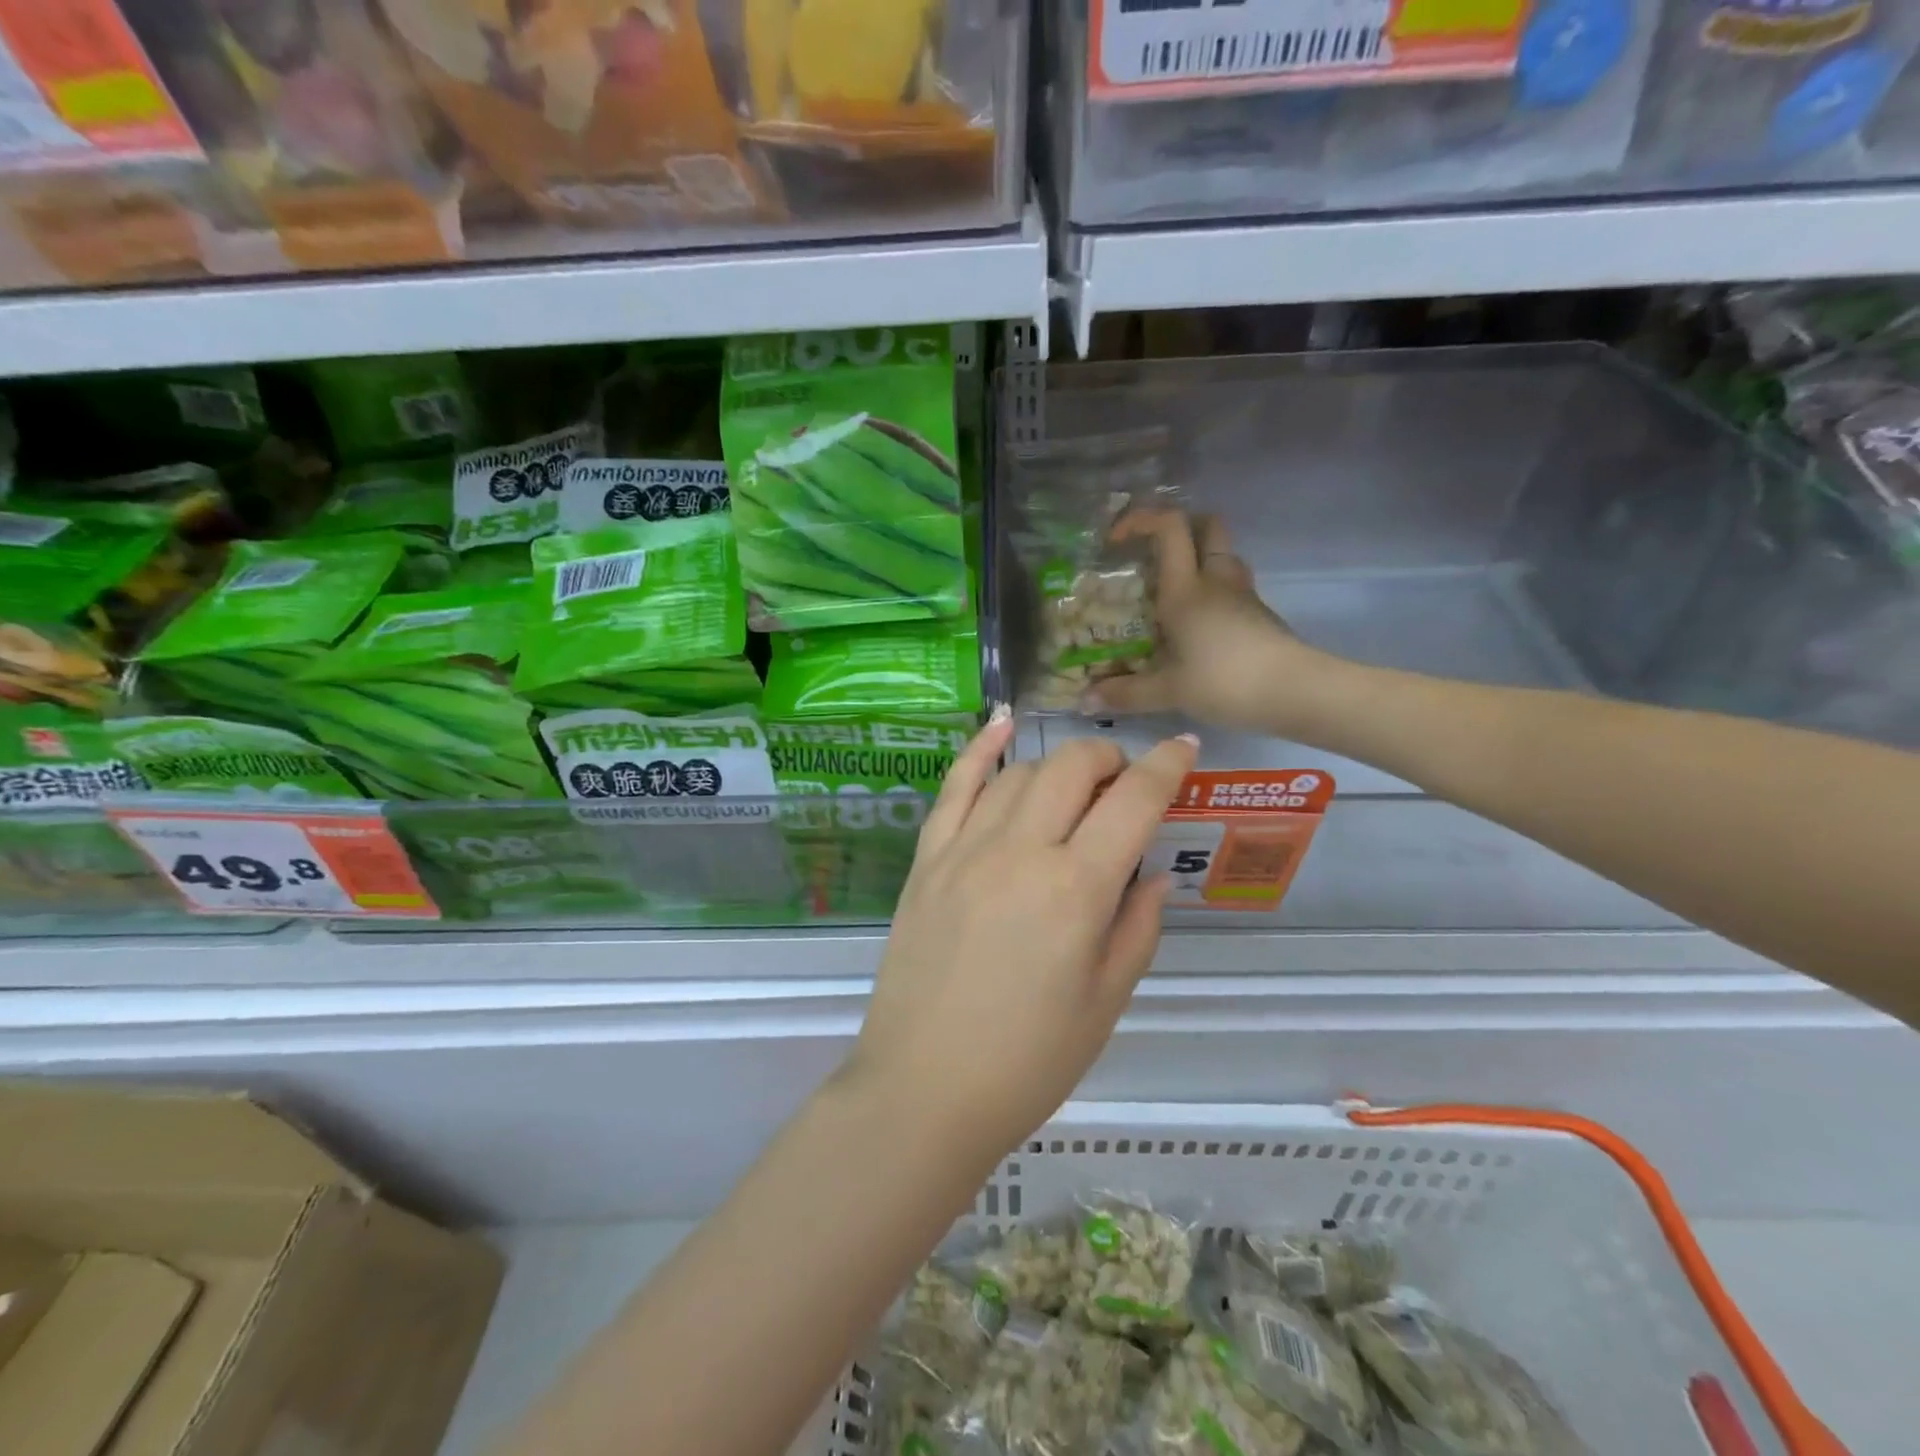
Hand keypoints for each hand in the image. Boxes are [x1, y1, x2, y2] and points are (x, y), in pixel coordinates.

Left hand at [844, 712, 1198, 1163]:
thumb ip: (1137, 926)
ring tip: (1076, 784)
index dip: (1166, 766)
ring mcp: (965, 849)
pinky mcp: (927, 859)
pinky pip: (955, 787)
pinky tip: (1003, 725)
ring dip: (1058, 765)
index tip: (1184, 749)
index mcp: (1077, 889)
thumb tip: (1153, 873)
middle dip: (1110, 758)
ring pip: (1019, 773)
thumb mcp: (1106, 1001)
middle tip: (1125, 782)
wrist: (924, 1089)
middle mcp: (1020, 851)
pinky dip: (981, 749)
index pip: (1133, 801)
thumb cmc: (1028, 1061)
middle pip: (1072, 768)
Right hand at [1087, 512, 1338, 736]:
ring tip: (1172, 588)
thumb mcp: (1168, 691)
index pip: (1169, 527)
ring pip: (1223, 554)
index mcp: (1186, 589)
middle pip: (1207, 525)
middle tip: (1152, 552)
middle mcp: (1215, 580)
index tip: (1117, 538)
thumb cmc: (1225, 681)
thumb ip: (1126, 693)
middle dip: (1179, 526)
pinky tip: (1198, 622)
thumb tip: (1085, 701)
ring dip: (1199, 557)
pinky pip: (1232, 585)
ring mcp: (1242, 594)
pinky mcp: (1259, 613)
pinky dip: (1214, 589)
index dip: (1141, 519)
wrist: (1295, 691)